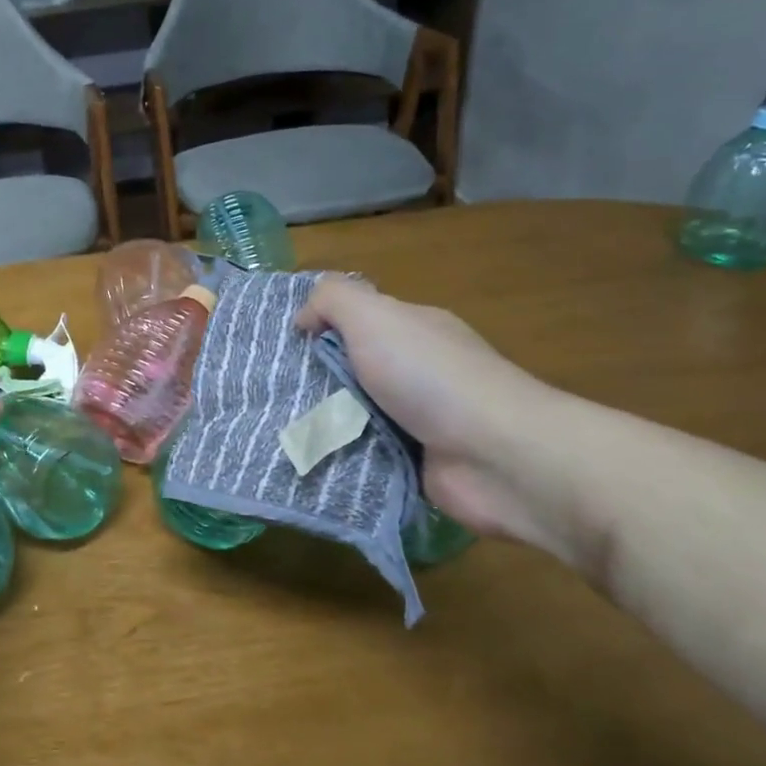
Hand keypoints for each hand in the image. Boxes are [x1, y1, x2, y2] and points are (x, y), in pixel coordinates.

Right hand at [295, 278, 568, 549]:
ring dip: (324, 424)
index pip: (356, 322)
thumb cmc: (430, 377)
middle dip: (314, 382)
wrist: (497, 456)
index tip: (280, 346)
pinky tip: (308, 461)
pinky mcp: (417, 464)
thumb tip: (303, 318)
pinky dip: (342, 458)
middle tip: (268, 393)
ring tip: (275, 429)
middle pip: (351, 371)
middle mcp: (418, 372)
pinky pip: (366, 456)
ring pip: (354, 416)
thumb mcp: (375, 317)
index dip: (319, 329)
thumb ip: (333, 301)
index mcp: (413, 331)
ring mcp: (420, 421)